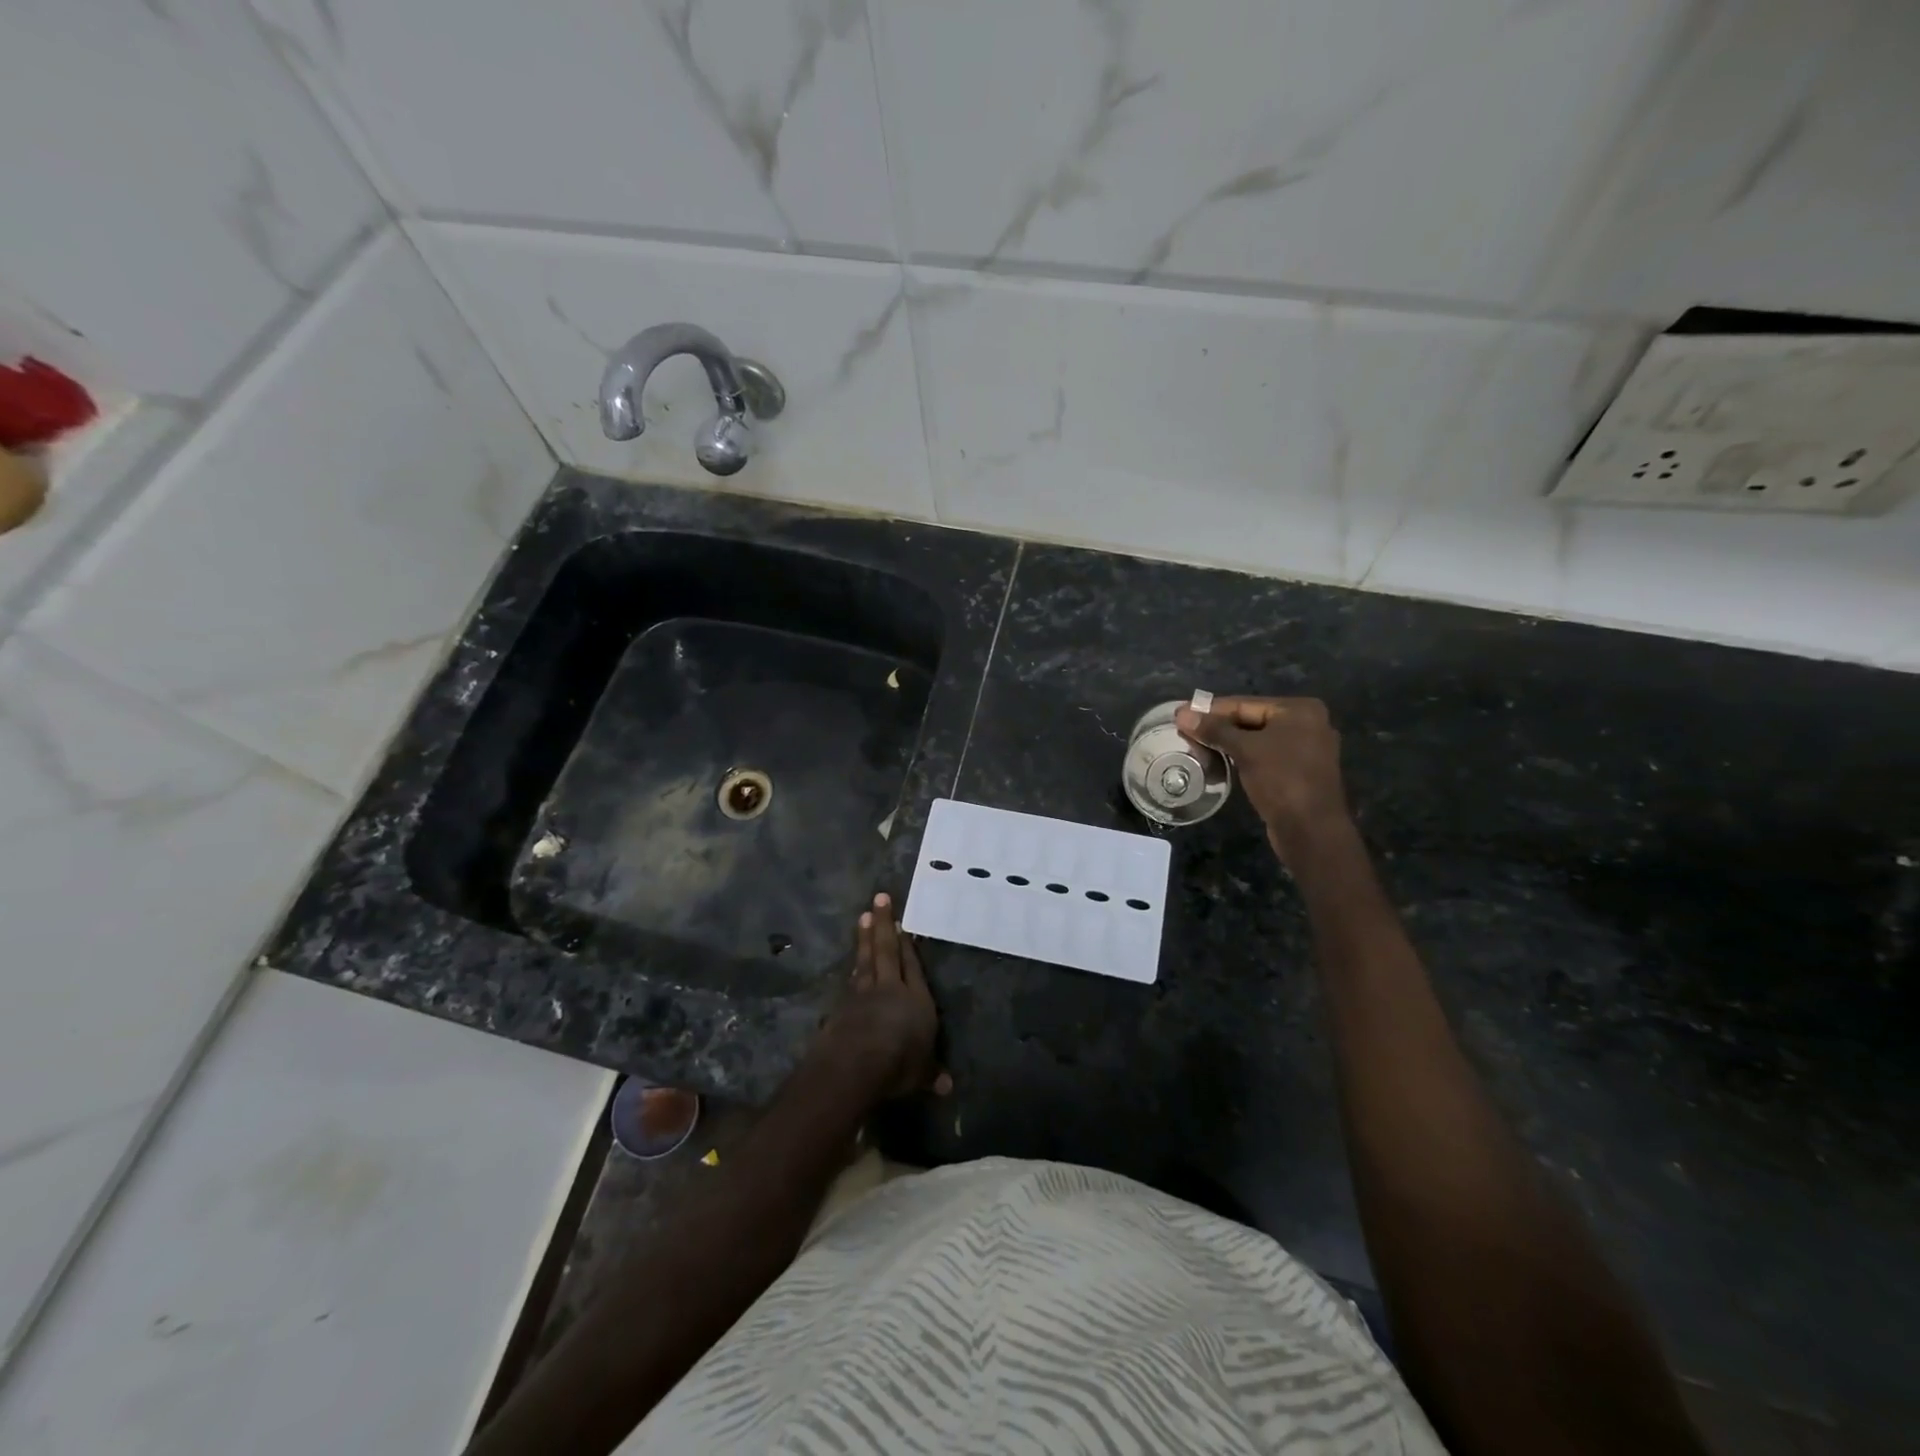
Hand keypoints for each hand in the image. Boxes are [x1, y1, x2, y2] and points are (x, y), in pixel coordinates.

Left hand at [818, 894, 951, 1100]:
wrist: (855, 1064)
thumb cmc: (899, 1065)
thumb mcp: (921, 1074)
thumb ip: (931, 1074)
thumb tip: (947, 1087)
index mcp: (916, 999)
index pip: (911, 965)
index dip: (907, 946)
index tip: (902, 925)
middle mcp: (890, 988)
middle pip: (886, 950)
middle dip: (884, 923)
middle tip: (879, 898)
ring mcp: (862, 994)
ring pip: (865, 959)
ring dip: (865, 938)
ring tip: (863, 917)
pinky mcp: (842, 1005)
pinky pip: (851, 980)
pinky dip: (853, 968)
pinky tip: (852, 963)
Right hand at [1174, 696, 1351, 864]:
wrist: (1311, 830)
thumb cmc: (1281, 780)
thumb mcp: (1245, 750)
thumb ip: (1214, 730)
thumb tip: (1181, 714)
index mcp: (1299, 710)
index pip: (1244, 704)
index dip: (1209, 710)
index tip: (1180, 713)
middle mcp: (1306, 724)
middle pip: (1250, 720)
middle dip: (1217, 728)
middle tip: (1184, 733)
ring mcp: (1304, 749)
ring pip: (1255, 740)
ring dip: (1225, 744)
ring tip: (1195, 748)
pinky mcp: (1297, 771)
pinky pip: (1262, 756)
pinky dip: (1240, 757)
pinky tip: (1217, 763)